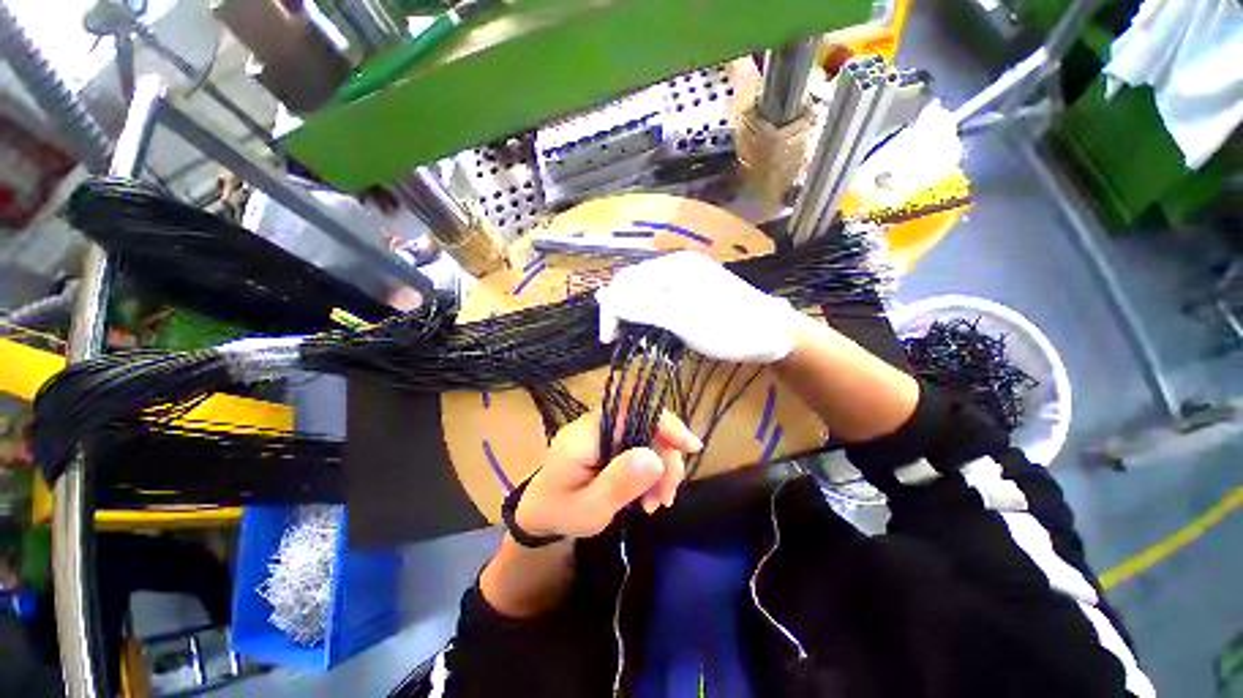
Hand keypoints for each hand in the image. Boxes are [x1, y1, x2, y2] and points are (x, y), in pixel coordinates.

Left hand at [516, 410, 702, 539]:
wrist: (541, 513)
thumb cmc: (561, 513)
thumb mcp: (590, 509)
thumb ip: (619, 482)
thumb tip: (655, 457)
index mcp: (585, 434)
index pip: (630, 411)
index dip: (663, 422)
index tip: (689, 446)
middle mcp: (596, 424)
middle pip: (645, 424)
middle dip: (665, 458)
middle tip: (667, 496)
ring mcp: (603, 431)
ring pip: (647, 436)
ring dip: (661, 469)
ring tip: (657, 503)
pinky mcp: (609, 441)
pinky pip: (640, 446)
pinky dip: (652, 471)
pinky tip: (650, 496)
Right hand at [595, 251, 800, 363]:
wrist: (774, 336)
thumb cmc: (728, 328)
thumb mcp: (680, 319)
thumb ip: (640, 306)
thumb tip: (601, 295)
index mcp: (672, 266)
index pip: (625, 283)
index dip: (611, 311)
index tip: (609, 342)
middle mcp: (676, 266)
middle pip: (634, 286)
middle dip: (623, 313)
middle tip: (623, 341)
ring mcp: (687, 279)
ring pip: (646, 294)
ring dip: (637, 316)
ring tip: (639, 338)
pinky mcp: (693, 293)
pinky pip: (662, 301)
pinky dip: (653, 317)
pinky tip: (656, 330)